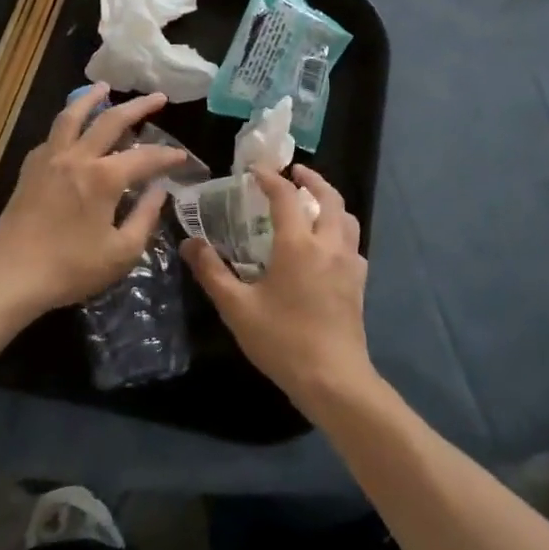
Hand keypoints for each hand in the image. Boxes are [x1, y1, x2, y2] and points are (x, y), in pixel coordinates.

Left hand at [0, 86, 187, 317]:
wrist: (10, 277)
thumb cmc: (71, 269)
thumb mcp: (121, 253)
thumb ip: (145, 217)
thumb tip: (159, 191)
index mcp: (104, 178)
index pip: (145, 157)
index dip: (168, 156)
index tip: (182, 157)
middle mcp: (78, 158)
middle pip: (111, 120)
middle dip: (139, 106)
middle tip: (158, 97)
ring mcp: (50, 160)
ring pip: (72, 116)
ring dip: (91, 98)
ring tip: (103, 87)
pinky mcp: (29, 169)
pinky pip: (52, 136)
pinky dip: (67, 125)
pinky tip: (71, 129)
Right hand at [183, 165, 374, 410]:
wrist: (334, 380)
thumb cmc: (283, 341)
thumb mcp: (237, 308)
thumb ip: (212, 272)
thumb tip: (190, 243)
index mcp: (298, 244)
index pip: (286, 196)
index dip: (270, 178)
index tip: (256, 169)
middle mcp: (328, 244)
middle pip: (329, 197)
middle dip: (312, 179)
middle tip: (295, 172)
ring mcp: (349, 263)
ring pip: (346, 217)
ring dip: (330, 201)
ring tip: (312, 201)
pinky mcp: (358, 283)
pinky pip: (352, 242)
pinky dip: (339, 229)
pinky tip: (327, 244)